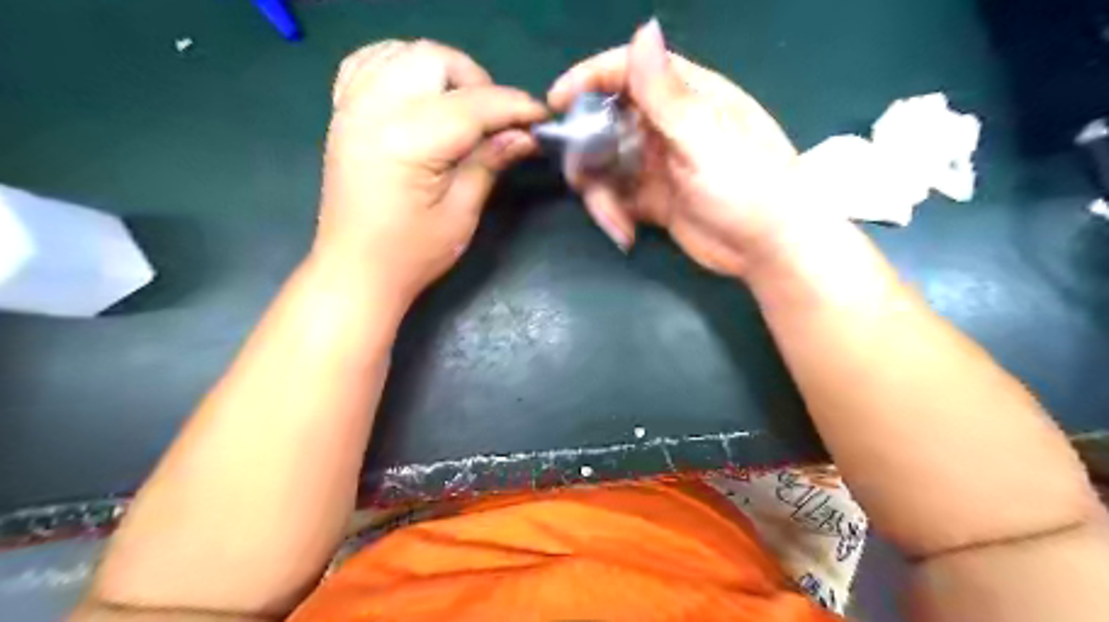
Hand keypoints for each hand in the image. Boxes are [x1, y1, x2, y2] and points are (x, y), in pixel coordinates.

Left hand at [313, 39, 547, 302]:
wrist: (355, 270)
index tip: (540, 117)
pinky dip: (400, 67)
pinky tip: (419, 94)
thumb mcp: (461, 213)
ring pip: (401, 52)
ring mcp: (351, 107)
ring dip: (441, 71)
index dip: (513, 106)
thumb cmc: (412, 253)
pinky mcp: (342, 114)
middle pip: (434, 59)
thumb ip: (489, 163)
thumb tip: (524, 135)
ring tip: (461, 107)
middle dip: (476, 81)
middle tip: (495, 120)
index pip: (472, 104)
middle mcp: (374, 110)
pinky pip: (368, 64)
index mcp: (407, 141)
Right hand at [550, 20, 812, 277]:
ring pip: (607, 165)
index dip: (590, 79)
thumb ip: (668, 95)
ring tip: (616, 223)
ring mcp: (658, 165)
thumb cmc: (749, 186)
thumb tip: (643, 29)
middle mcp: (668, 126)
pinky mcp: (654, 199)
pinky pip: (618, 197)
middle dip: (588, 151)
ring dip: (601, 194)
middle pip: (608, 122)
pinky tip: (626, 234)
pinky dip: (613, 214)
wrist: (769, 250)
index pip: (630, 71)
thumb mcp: (705, 139)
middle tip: (582, 180)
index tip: (557, 102)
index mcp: (687, 98)